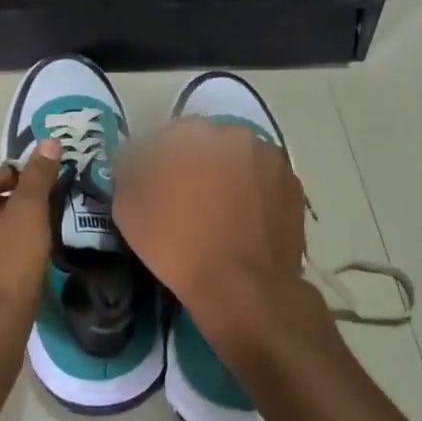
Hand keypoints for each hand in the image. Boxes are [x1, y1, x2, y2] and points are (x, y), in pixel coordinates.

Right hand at [114, 119, 313, 353]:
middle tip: (185, 200)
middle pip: (206, 143)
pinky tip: (242, 222)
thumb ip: (127, 171)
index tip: (152, 188)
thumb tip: (132, 159)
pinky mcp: (293, 186)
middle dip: (194, 164)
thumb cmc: (177, 244)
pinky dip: (252, 194)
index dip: (155, 162)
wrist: (242, 287)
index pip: (164, 137)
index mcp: (192, 133)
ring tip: (217, 214)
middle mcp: (234, 134)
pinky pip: (262, 182)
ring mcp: (269, 159)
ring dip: (226, 176)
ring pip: (238, 160)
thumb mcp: (128, 208)